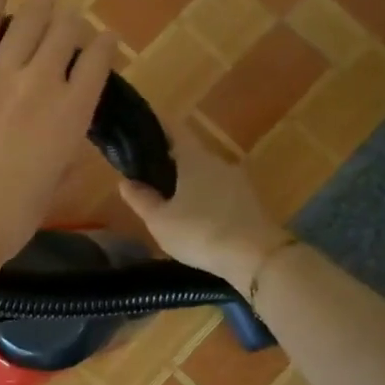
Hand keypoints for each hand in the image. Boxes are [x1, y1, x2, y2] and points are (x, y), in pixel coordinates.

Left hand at [0, 0, 116, 288]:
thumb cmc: (6, 220)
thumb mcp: (48, 189)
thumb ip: (60, 155)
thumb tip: (61, 141)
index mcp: (72, 116)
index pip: (97, 65)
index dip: (103, 46)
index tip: (104, 38)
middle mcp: (43, 83)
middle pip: (65, 36)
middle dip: (71, 24)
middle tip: (68, 20)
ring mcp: (0, 72)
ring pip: (29, 22)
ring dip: (42, 5)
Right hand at [118, 117, 286, 289]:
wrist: (258, 258)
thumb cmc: (201, 232)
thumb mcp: (160, 221)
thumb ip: (141, 199)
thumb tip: (126, 182)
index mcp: (194, 159)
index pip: (175, 130)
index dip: (158, 126)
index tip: (141, 130)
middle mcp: (218, 162)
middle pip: (191, 153)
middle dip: (171, 162)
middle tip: (150, 177)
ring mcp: (239, 182)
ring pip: (207, 175)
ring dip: (190, 183)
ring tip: (171, 202)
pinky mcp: (251, 202)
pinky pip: (221, 193)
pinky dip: (207, 199)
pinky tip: (197, 219)